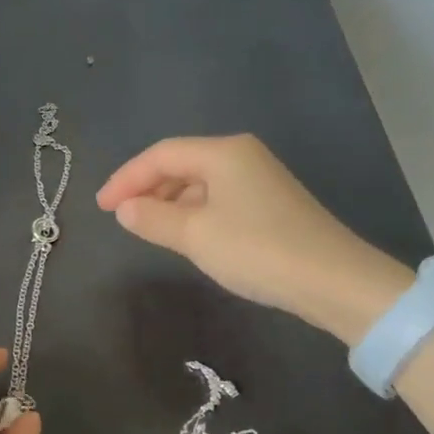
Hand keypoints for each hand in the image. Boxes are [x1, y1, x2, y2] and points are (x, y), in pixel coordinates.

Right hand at [97, 134, 412, 344]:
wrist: (332, 280)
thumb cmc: (256, 249)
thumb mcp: (194, 235)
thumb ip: (152, 218)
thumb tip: (124, 209)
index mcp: (223, 152)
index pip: (161, 155)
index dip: (125, 178)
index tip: (101, 207)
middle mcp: (242, 156)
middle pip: (181, 164)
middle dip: (147, 188)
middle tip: (121, 218)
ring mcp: (259, 179)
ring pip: (200, 183)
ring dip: (169, 202)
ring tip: (148, 229)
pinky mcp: (270, 204)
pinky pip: (218, 199)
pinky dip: (193, 213)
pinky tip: (186, 236)